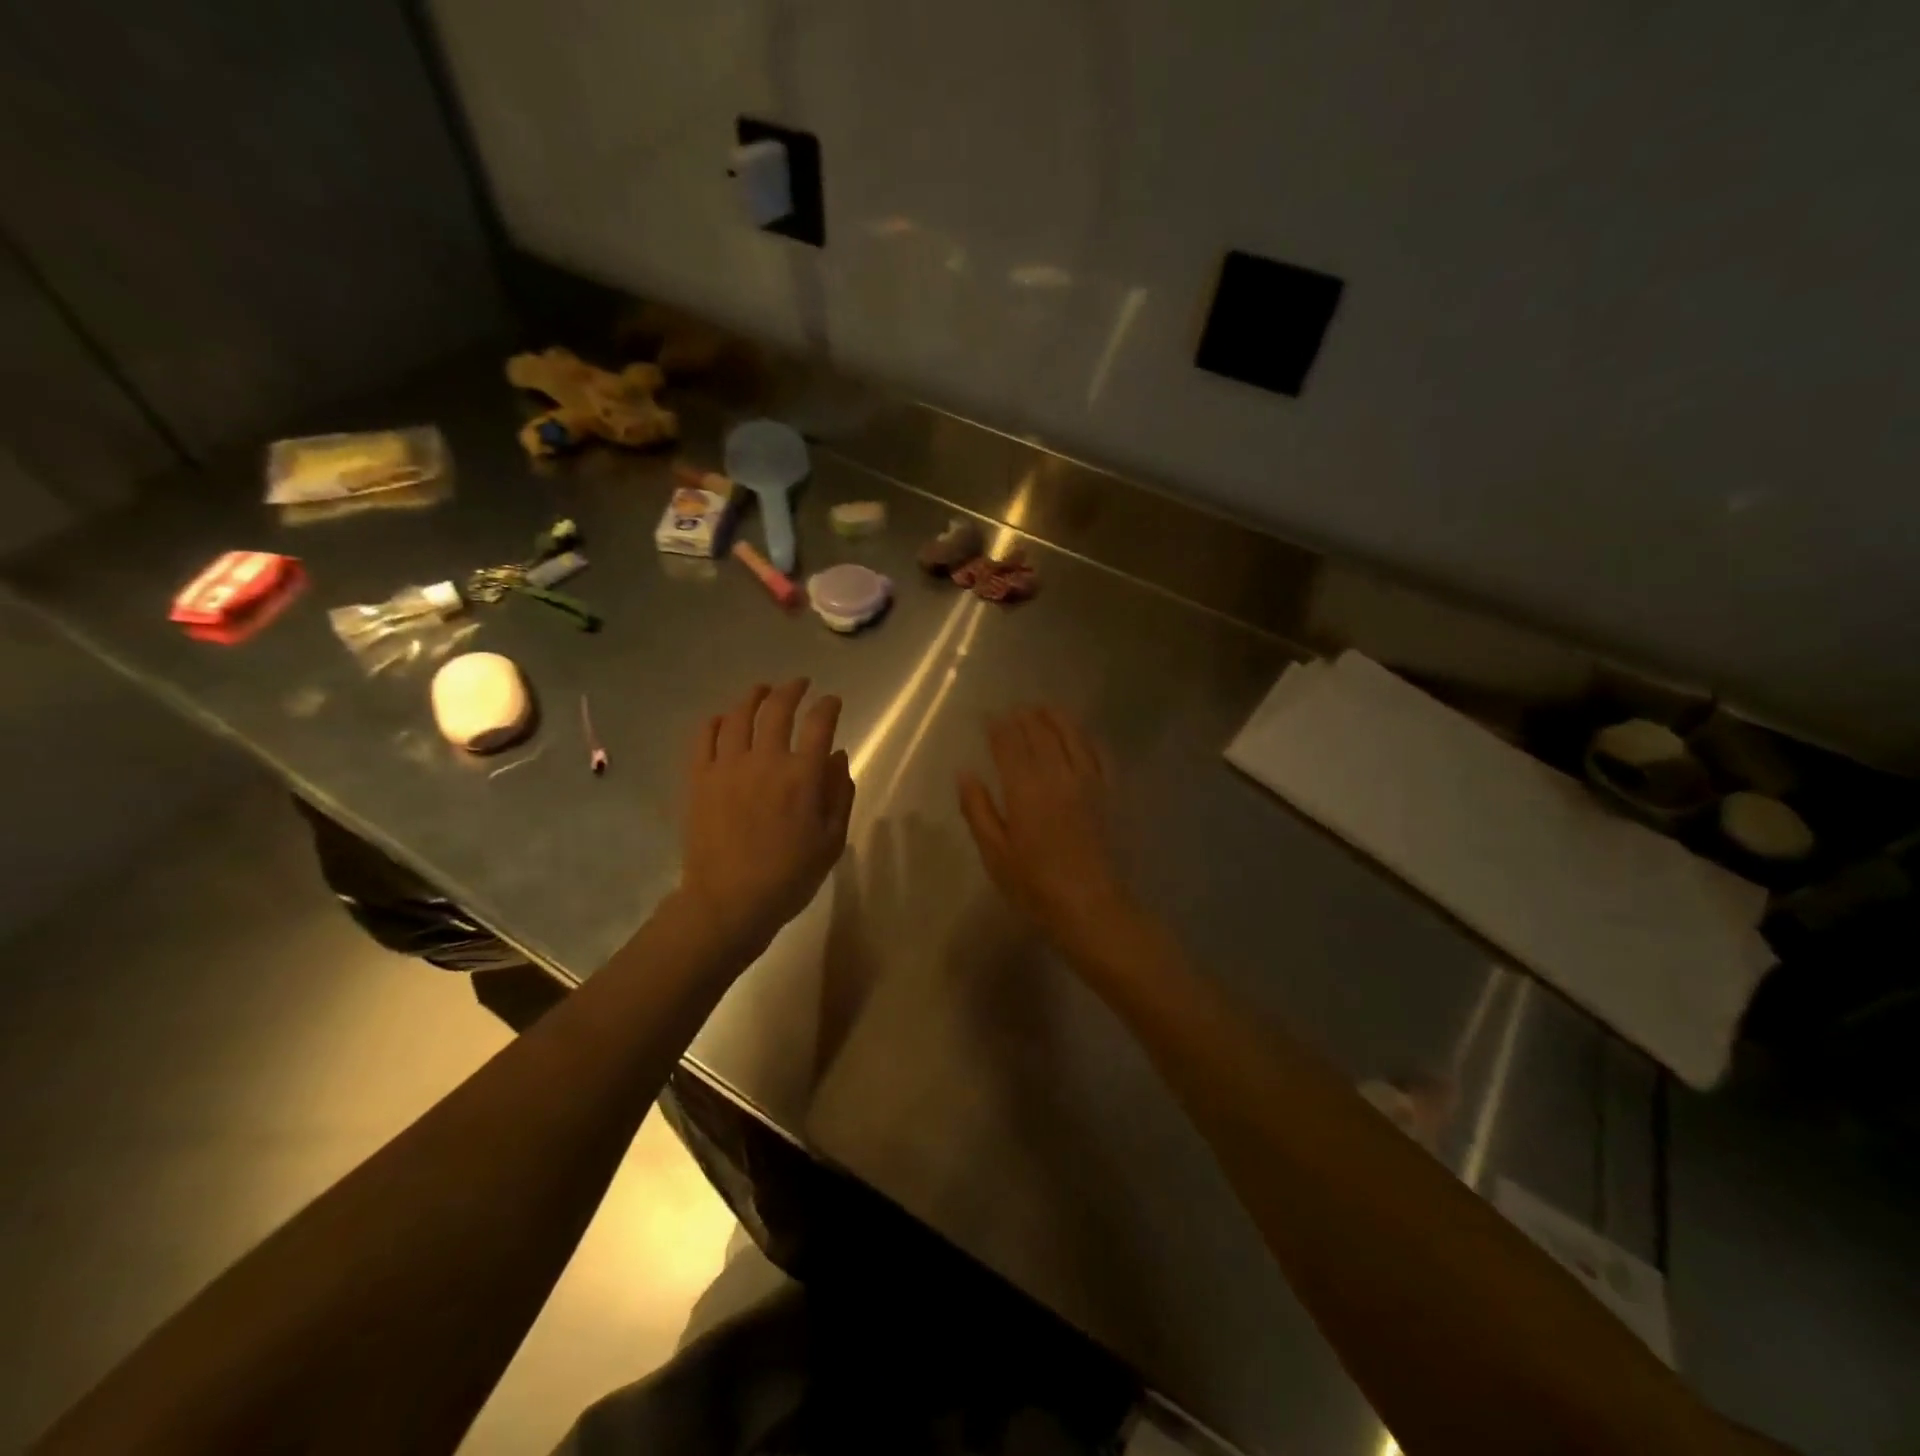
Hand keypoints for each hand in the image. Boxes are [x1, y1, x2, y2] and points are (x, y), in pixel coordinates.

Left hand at [680, 680, 854, 956]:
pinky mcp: (699, 778)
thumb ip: (839, 794)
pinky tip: (724, 719)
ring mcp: (727, 766)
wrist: (729, 902)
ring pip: (739, 715)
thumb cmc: (789, 876)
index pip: (819, 724)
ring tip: (762, 690)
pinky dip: (717, 721)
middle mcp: (765, 760)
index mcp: (801, 776)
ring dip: (754, 696)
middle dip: (792, 690)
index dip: (828, 706)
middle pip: (777, 709)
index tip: (833, 701)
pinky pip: (705, 737)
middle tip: (800, 684)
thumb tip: (837, 756)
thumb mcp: (832, 841)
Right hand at [958, 707, 1134, 949]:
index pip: (1009, 743)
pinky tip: (1082, 736)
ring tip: (1045, 710)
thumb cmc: (1035, 886)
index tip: (990, 717)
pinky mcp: (1111, 793)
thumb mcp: (994, 853)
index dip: (998, 727)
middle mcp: (1057, 774)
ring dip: (1056, 718)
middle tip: (1016, 709)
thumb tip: (965, 772)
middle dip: (1026, 717)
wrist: (1092, 906)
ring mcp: (1089, 781)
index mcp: (1025, 788)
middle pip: (1041, 733)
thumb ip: (978, 809)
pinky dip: (1087, 738)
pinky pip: (1100, 754)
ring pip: (1073, 735)